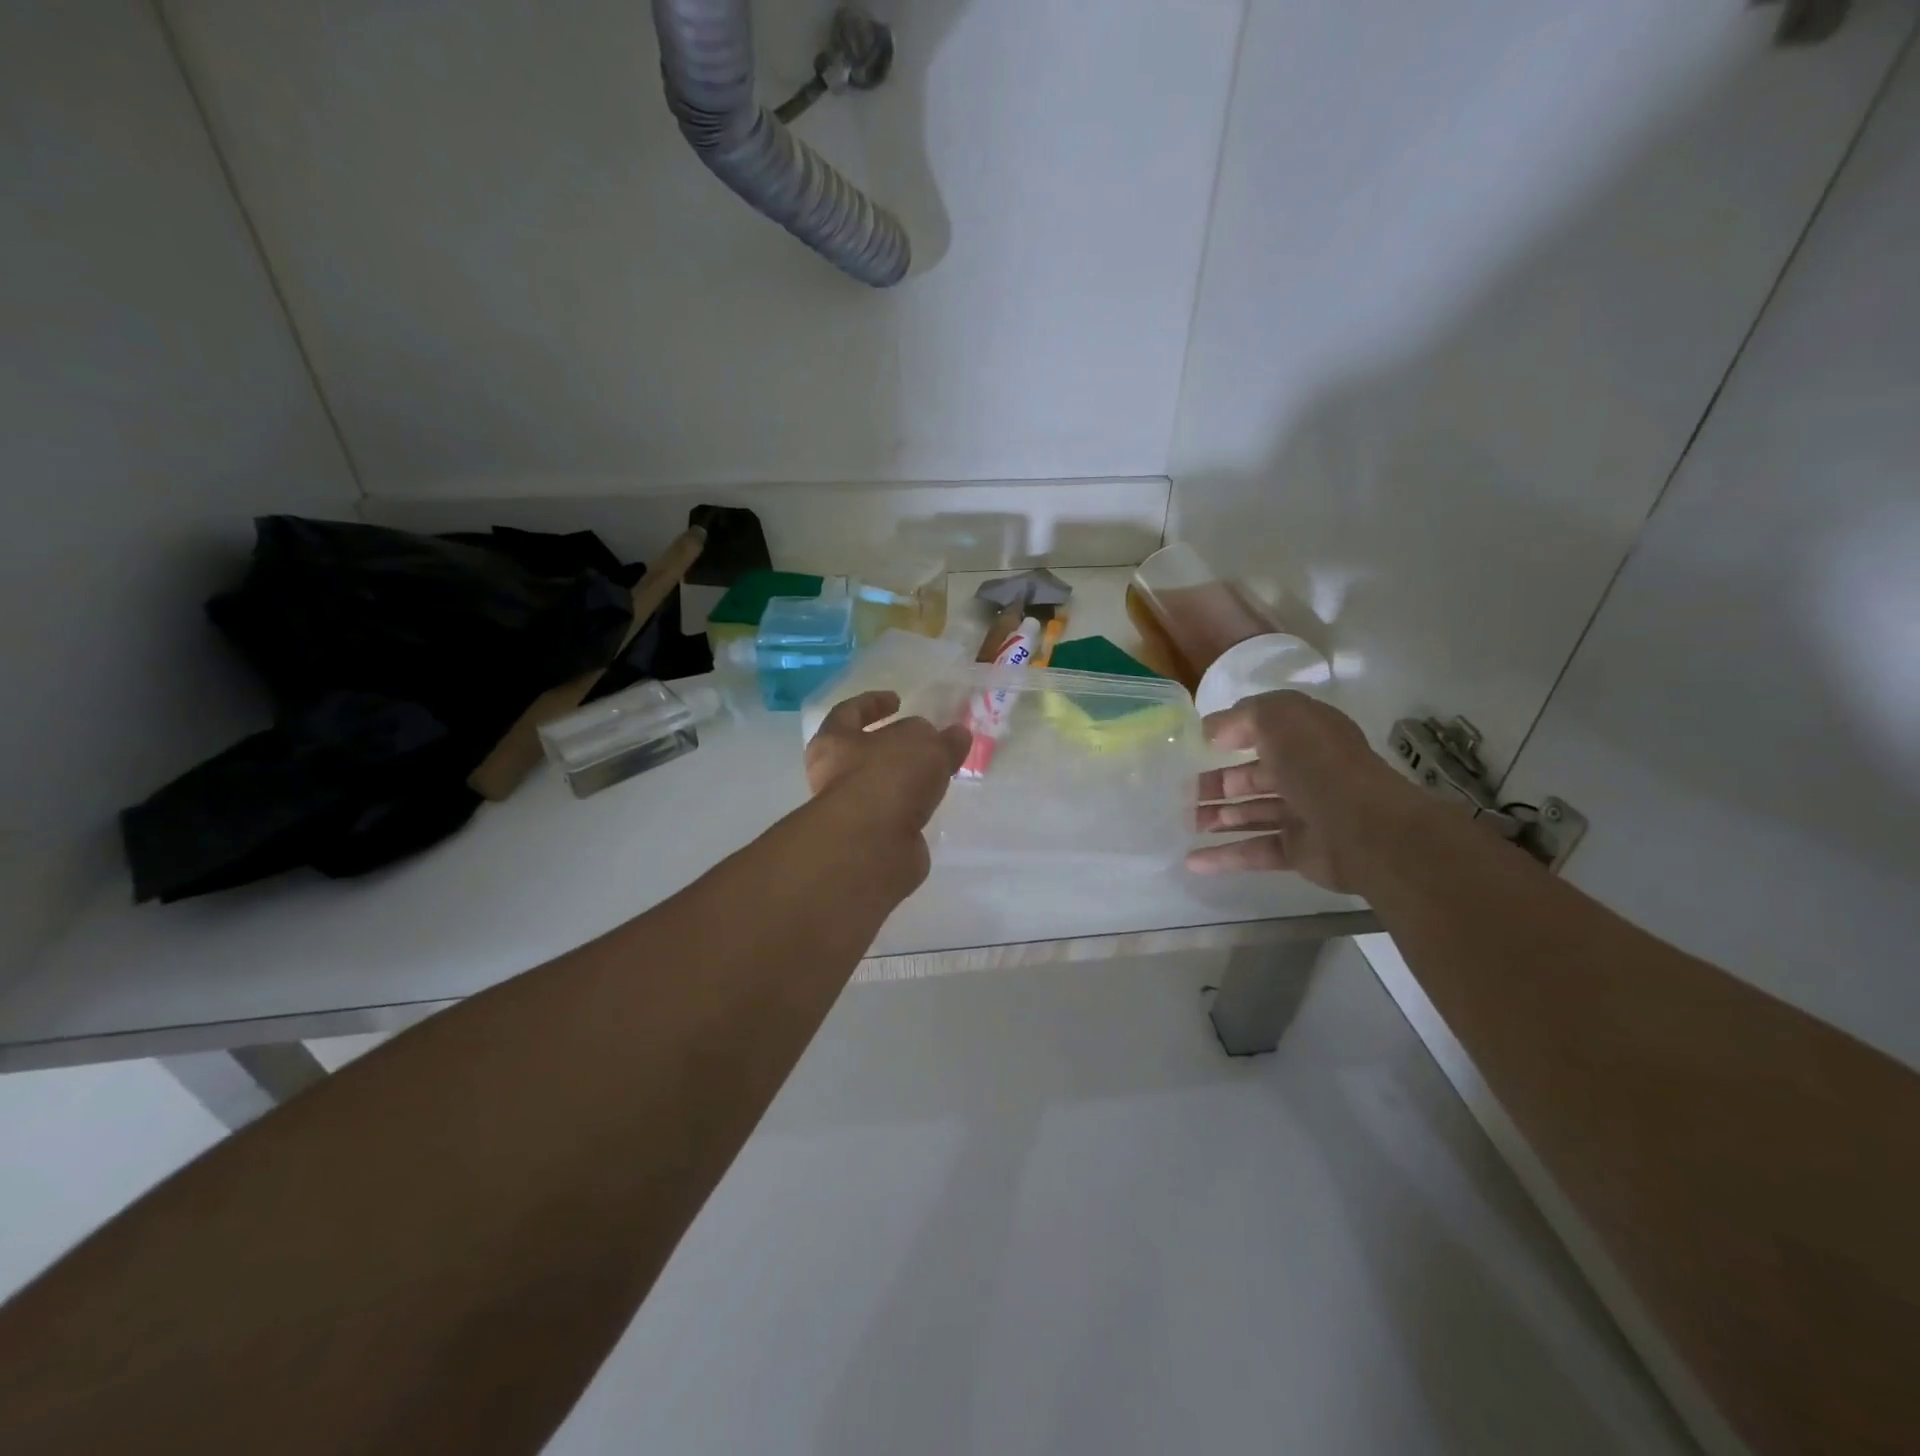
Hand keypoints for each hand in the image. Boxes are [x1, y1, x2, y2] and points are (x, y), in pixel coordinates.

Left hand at [804, 691, 971, 844]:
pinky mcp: (871, 840)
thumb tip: (955, 736)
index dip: (872, 703)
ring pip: (879, 787)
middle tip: (922, 741)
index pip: (849, 712)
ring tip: (935, 773)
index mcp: (834, 742)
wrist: (873, 845)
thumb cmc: (888, 777)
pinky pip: (893, 816)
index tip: (897, 700)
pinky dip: (910, 810)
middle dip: (891, 746)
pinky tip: (933, 804)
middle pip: (862, 752)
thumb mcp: (924, 744)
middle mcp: (834, 776)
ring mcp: (851, 812)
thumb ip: (942, 739)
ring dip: (903, 780)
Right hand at [1188, 690, 1417, 891]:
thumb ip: (1240, 717)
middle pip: (1252, 776)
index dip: (1229, 735)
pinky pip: (1255, 850)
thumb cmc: (1318, 763)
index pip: (1263, 731)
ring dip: (1216, 817)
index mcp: (1306, 736)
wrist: (1365, 828)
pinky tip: (1192, 861)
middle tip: (1180, 793)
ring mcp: (1304, 813)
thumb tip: (1212, 732)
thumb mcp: (1277, 718)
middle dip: (1216, 784)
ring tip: (1184, 824)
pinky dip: (1225, 855)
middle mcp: (1306, 771)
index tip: (1194, 746)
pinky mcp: (1300, 850)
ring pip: (1251, 813)